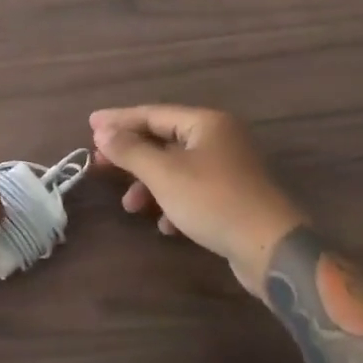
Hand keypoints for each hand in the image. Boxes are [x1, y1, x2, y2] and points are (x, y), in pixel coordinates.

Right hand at [89, 105, 305, 292]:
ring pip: (177, 168)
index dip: (119, 120)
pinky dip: (173, 202)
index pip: (153, 113)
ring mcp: (229, 168)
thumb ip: (131, 151)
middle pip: (164, 140)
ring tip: (130, 206)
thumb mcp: (165, 174)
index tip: (90, 124)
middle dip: (132, 155)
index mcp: (206, 123)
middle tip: (101, 164)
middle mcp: (219, 138)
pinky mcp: (234, 197)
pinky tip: (163, 225)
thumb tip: (102, 131)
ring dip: (150, 184)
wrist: (272, 248)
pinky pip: (193, 190)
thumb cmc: (214, 201)